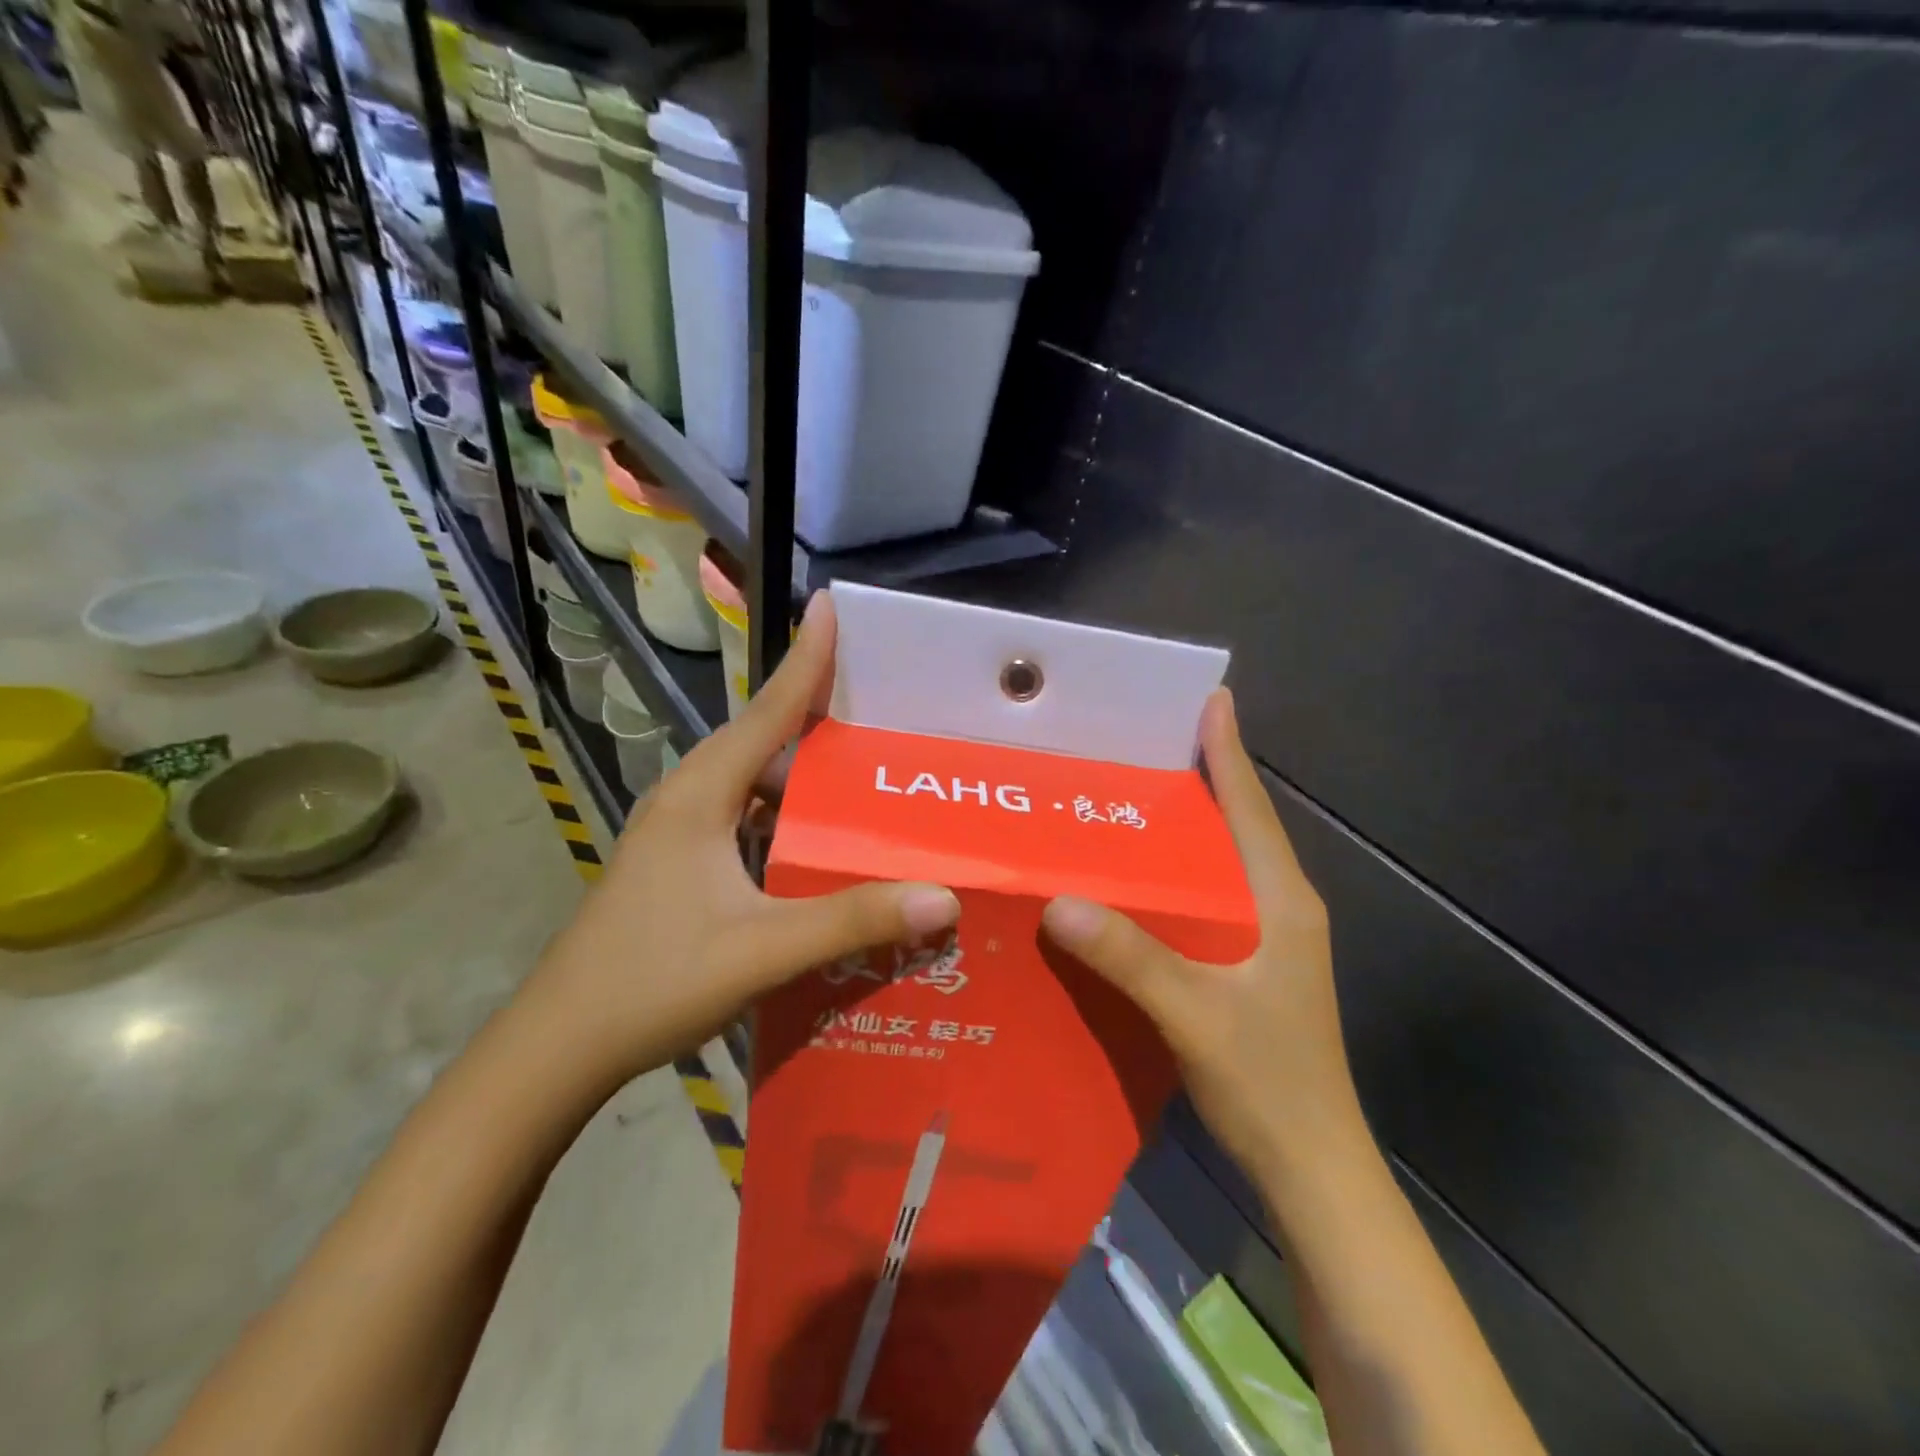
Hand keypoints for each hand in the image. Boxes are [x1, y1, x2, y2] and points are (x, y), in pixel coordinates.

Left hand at [525, 593, 959, 1089]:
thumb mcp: (761, 949)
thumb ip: (850, 920)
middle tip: (883, 701)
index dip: (805, 658)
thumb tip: (941, 896)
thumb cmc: (651, 981)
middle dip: (818, 713)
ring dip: (805, 772)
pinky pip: (748, 820)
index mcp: (701, 795)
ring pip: (755, 784)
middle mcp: (689, 799)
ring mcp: (680, 834)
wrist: (559, 1046)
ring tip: (866, 767)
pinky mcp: (681, 865)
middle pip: (763, 739)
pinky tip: (822, 838)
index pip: (767, 710)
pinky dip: (788, 815)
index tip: (833, 607)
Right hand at [1041, 691, 1362, 1183]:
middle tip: (1140, 745)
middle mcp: (1280, 908)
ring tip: (1126, 800)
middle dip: (1200, 780)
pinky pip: (1208, 901)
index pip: (1251, 809)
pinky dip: (1176, 878)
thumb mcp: (1195, 1014)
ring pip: (1221, 865)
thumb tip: (1059, 902)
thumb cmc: (1269, 1082)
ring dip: (1186, 830)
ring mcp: (1269, 940)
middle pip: (1237, 827)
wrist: (1312, 1167)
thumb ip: (1132, 957)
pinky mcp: (1251, 967)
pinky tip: (1132, 882)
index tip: (1211, 700)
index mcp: (1282, 901)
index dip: (1230, 753)